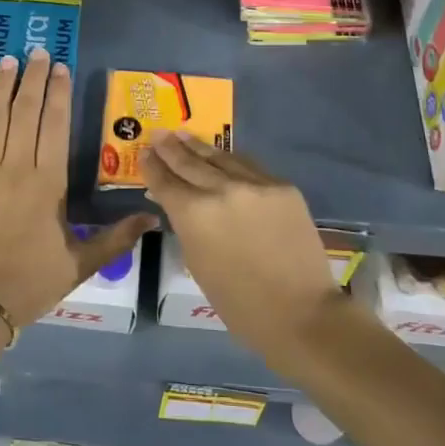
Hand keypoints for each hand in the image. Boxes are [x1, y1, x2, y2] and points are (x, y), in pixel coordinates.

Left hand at [0, 47, 156, 328]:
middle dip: (32, 79)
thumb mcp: (79, 264)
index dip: (57, 94)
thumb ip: (116, 238)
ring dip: (1, 86)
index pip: (55, 126)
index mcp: (47, 185)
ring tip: (8, 60)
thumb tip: (154, 218)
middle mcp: (15, 168)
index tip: (60, 68)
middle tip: (36, 51)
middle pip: (25, 112)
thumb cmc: (29, 284)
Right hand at [141, 132, 340, 358]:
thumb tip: (176, 203)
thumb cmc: (238, 302)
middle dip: (171, 148)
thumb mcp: (197, 263)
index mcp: (194, 214)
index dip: (151, 166)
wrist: (300, 311)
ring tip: (184, 135)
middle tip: (158, 134)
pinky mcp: (282, 186)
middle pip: (189, 162)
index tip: (144, 154)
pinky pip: (249, 167)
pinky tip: (223, 155)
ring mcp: (255, 184)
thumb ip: (185, 226)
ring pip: (220, 158)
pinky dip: (231, 160)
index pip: (165, 181)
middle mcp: (221, 190)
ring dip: (199, 147)